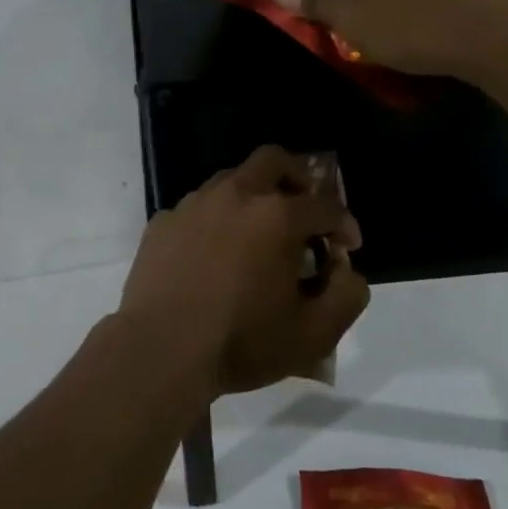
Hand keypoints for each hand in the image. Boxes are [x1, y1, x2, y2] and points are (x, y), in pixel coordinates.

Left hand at [120, 146, 368, 397]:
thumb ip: (346, 295)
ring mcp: (193, 203)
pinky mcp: (164, 220)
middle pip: (273, 160)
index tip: (346, 247)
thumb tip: (344, 267)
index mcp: (277, 216)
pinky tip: (214, 254)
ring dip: (254, 197)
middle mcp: (235, 195)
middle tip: (304, 209)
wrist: (160, 348)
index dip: (344, 225)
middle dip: (298, 178)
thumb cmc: (242, 341)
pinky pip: (199, 208)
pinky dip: (216, 220)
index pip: (325, 206)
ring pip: (232, 179)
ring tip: (258, 235)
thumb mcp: (314, 334)